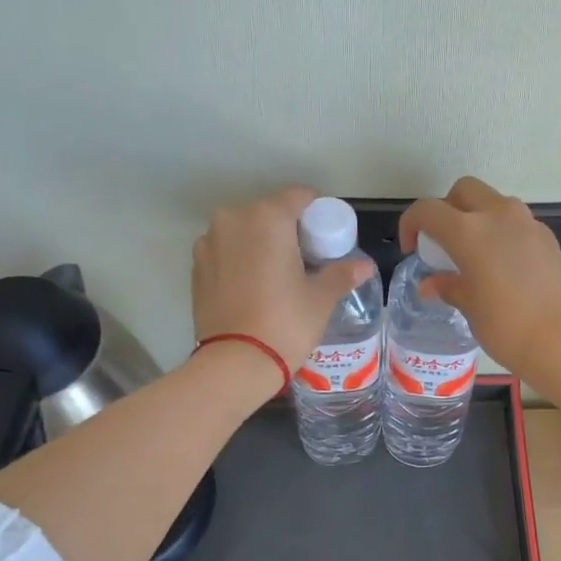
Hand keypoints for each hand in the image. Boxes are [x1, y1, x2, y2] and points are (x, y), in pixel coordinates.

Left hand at [192, 186, 373, 368]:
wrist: (235, 363)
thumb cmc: (285, 324)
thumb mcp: (320, 299)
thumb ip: (341, 275)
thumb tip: (365, 266)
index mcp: (268, 217)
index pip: (299, 197)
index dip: (316, 214)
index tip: (325, 240)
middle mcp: (233, 219)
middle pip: (269, 213)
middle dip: (287, 231)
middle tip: (305, 262)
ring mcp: (209, 242)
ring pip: (244, 232)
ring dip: (260, 245)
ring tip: (276, 278)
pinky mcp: (196, 266)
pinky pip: (225, 252)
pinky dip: (240, 261)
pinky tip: (252, 289)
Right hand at [399, 177, 560, 381]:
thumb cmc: (508, 328)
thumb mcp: (471, 309)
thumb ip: (450, 287)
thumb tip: (432, 284)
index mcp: (470, 231)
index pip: (428, 210)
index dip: (412, 224)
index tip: (411, 248)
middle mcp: (499, 216)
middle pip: (464, 191)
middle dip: (447, 209)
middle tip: (443, 243)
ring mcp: (529, 225)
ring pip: (494, 204)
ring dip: (478, 219)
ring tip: (473, 257)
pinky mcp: (549, 240)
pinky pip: (517, 225)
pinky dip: (502, 236)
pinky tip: (503, 270)